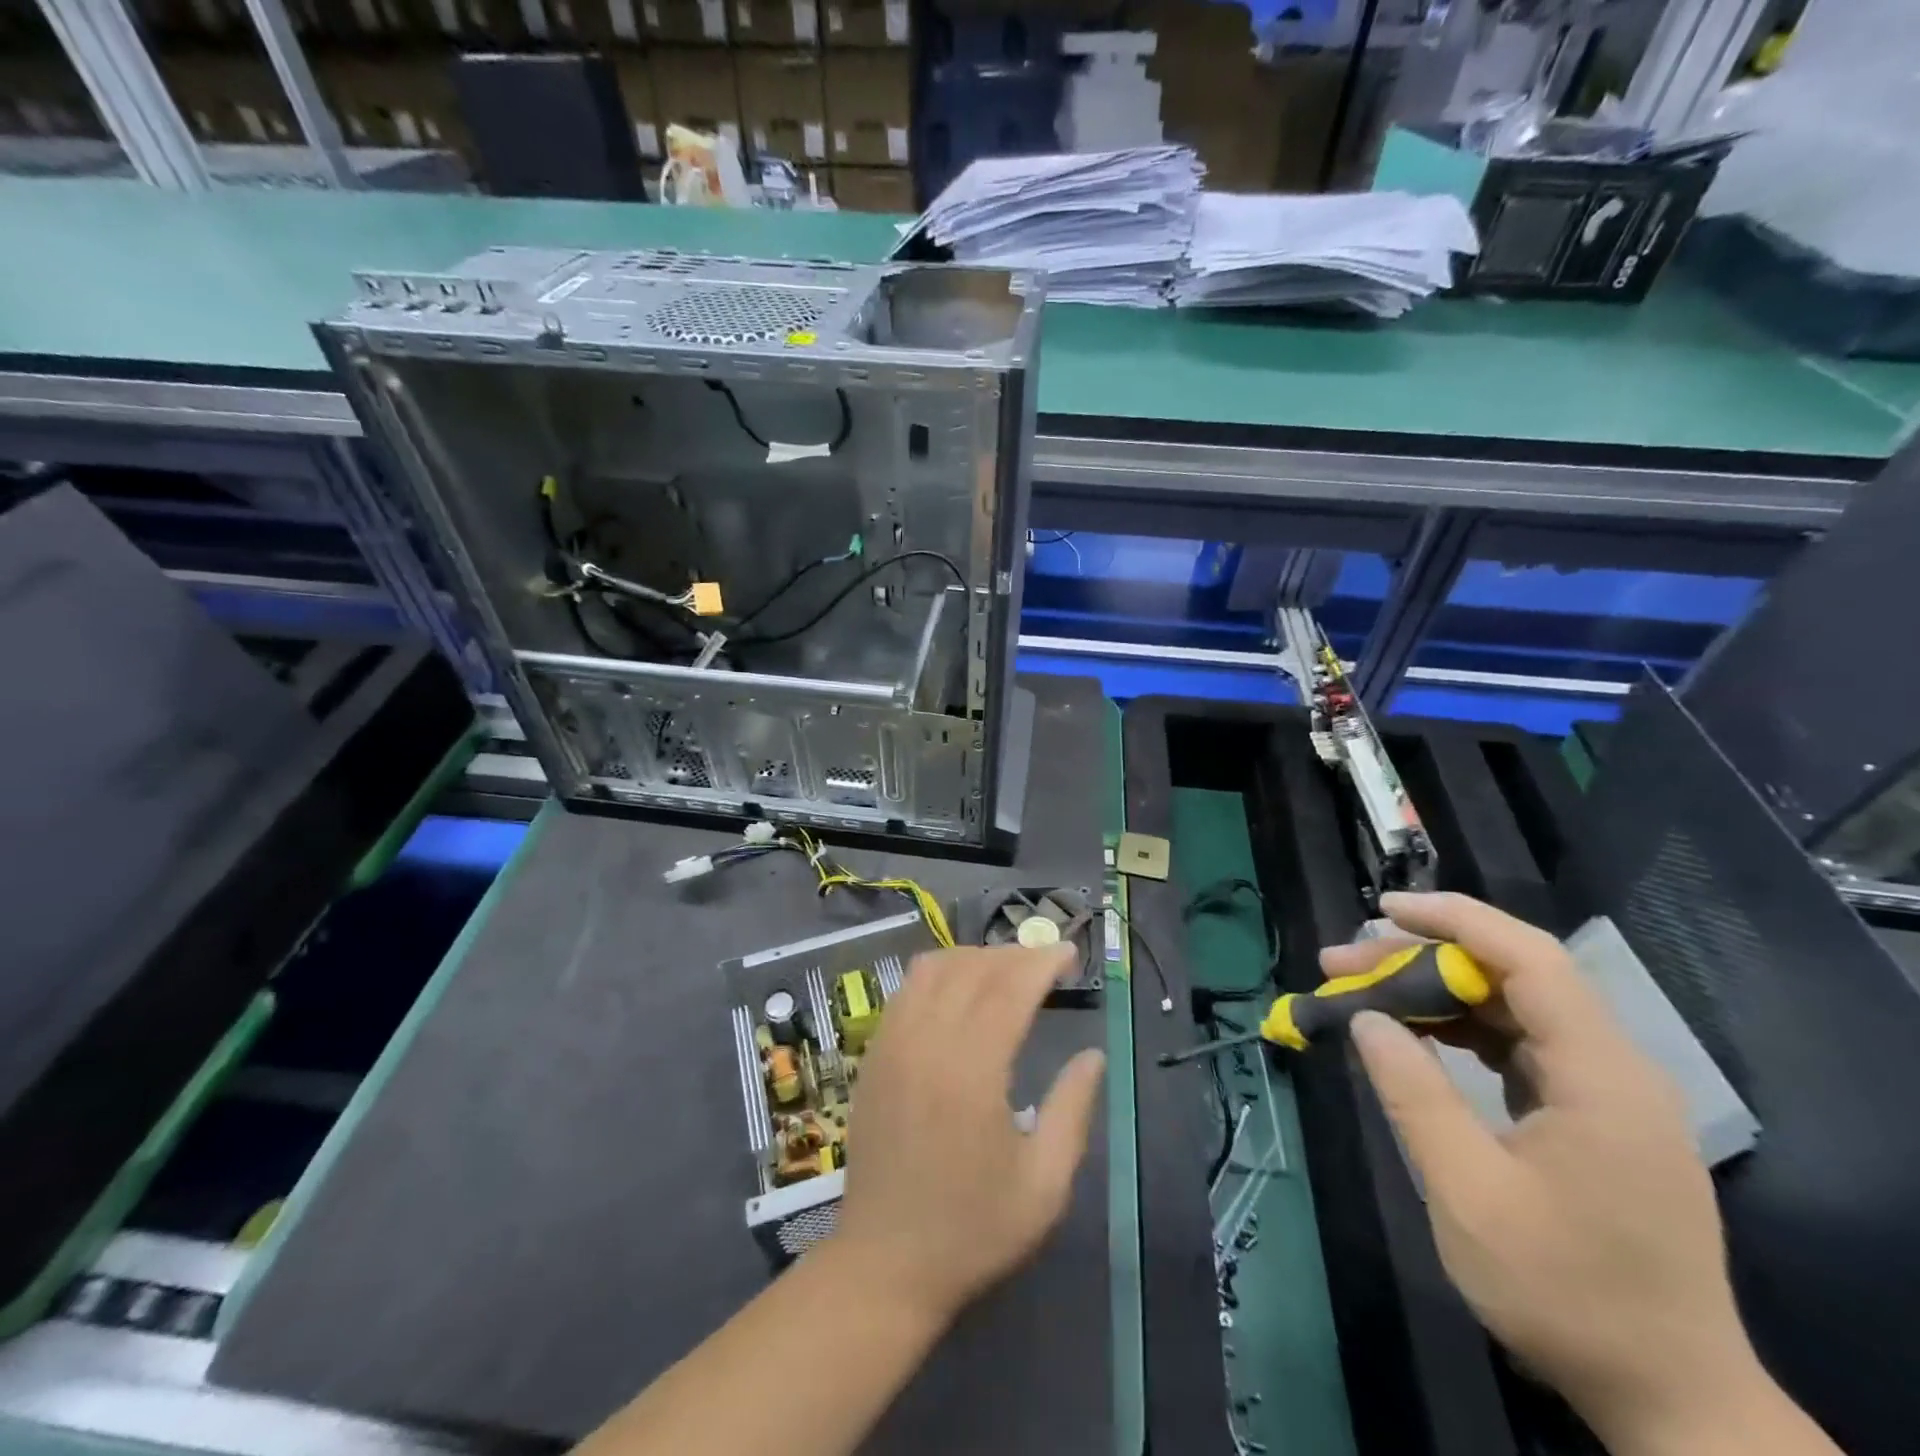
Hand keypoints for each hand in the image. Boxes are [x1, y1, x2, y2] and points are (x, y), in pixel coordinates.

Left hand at [830, 945, 1105, 1326]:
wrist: (884, 1263)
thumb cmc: (972, 1229)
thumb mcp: (1044, 1184)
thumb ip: (1072, 1110)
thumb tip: (1092, 1056)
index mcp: (971, 1070)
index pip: (1010, 988)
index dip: (1043, 962)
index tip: (1070, 954)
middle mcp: (927, 1042)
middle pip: (973, 968)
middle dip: (1015, 955)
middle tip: (1046, 965)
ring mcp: (892, 1043)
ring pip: (934, 968)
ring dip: (975, 958)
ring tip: (1006, 973)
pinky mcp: (873, 1053)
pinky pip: (906, 989)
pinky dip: (939, 974)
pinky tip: (959, 993)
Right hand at [1328, 893, 1760, 1447]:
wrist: (1668, 1397)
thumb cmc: (1565, 1292)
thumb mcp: (1468, 1190)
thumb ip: (1413, 1093)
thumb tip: (1366, 1017)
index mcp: (1600, 1076)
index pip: (1530, 959)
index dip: (1455, 920)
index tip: (1383, 911)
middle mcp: (1613, 1069)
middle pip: (1513, 977)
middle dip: (1424, 959)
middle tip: (1343, 963)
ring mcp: (1605, 1093)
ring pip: (1512, 1008)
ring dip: (1436, 992)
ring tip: (1362, 991)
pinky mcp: (1592, 1116)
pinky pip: (1519, 1046)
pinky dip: (1460, 1029)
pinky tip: (1413, 1036)